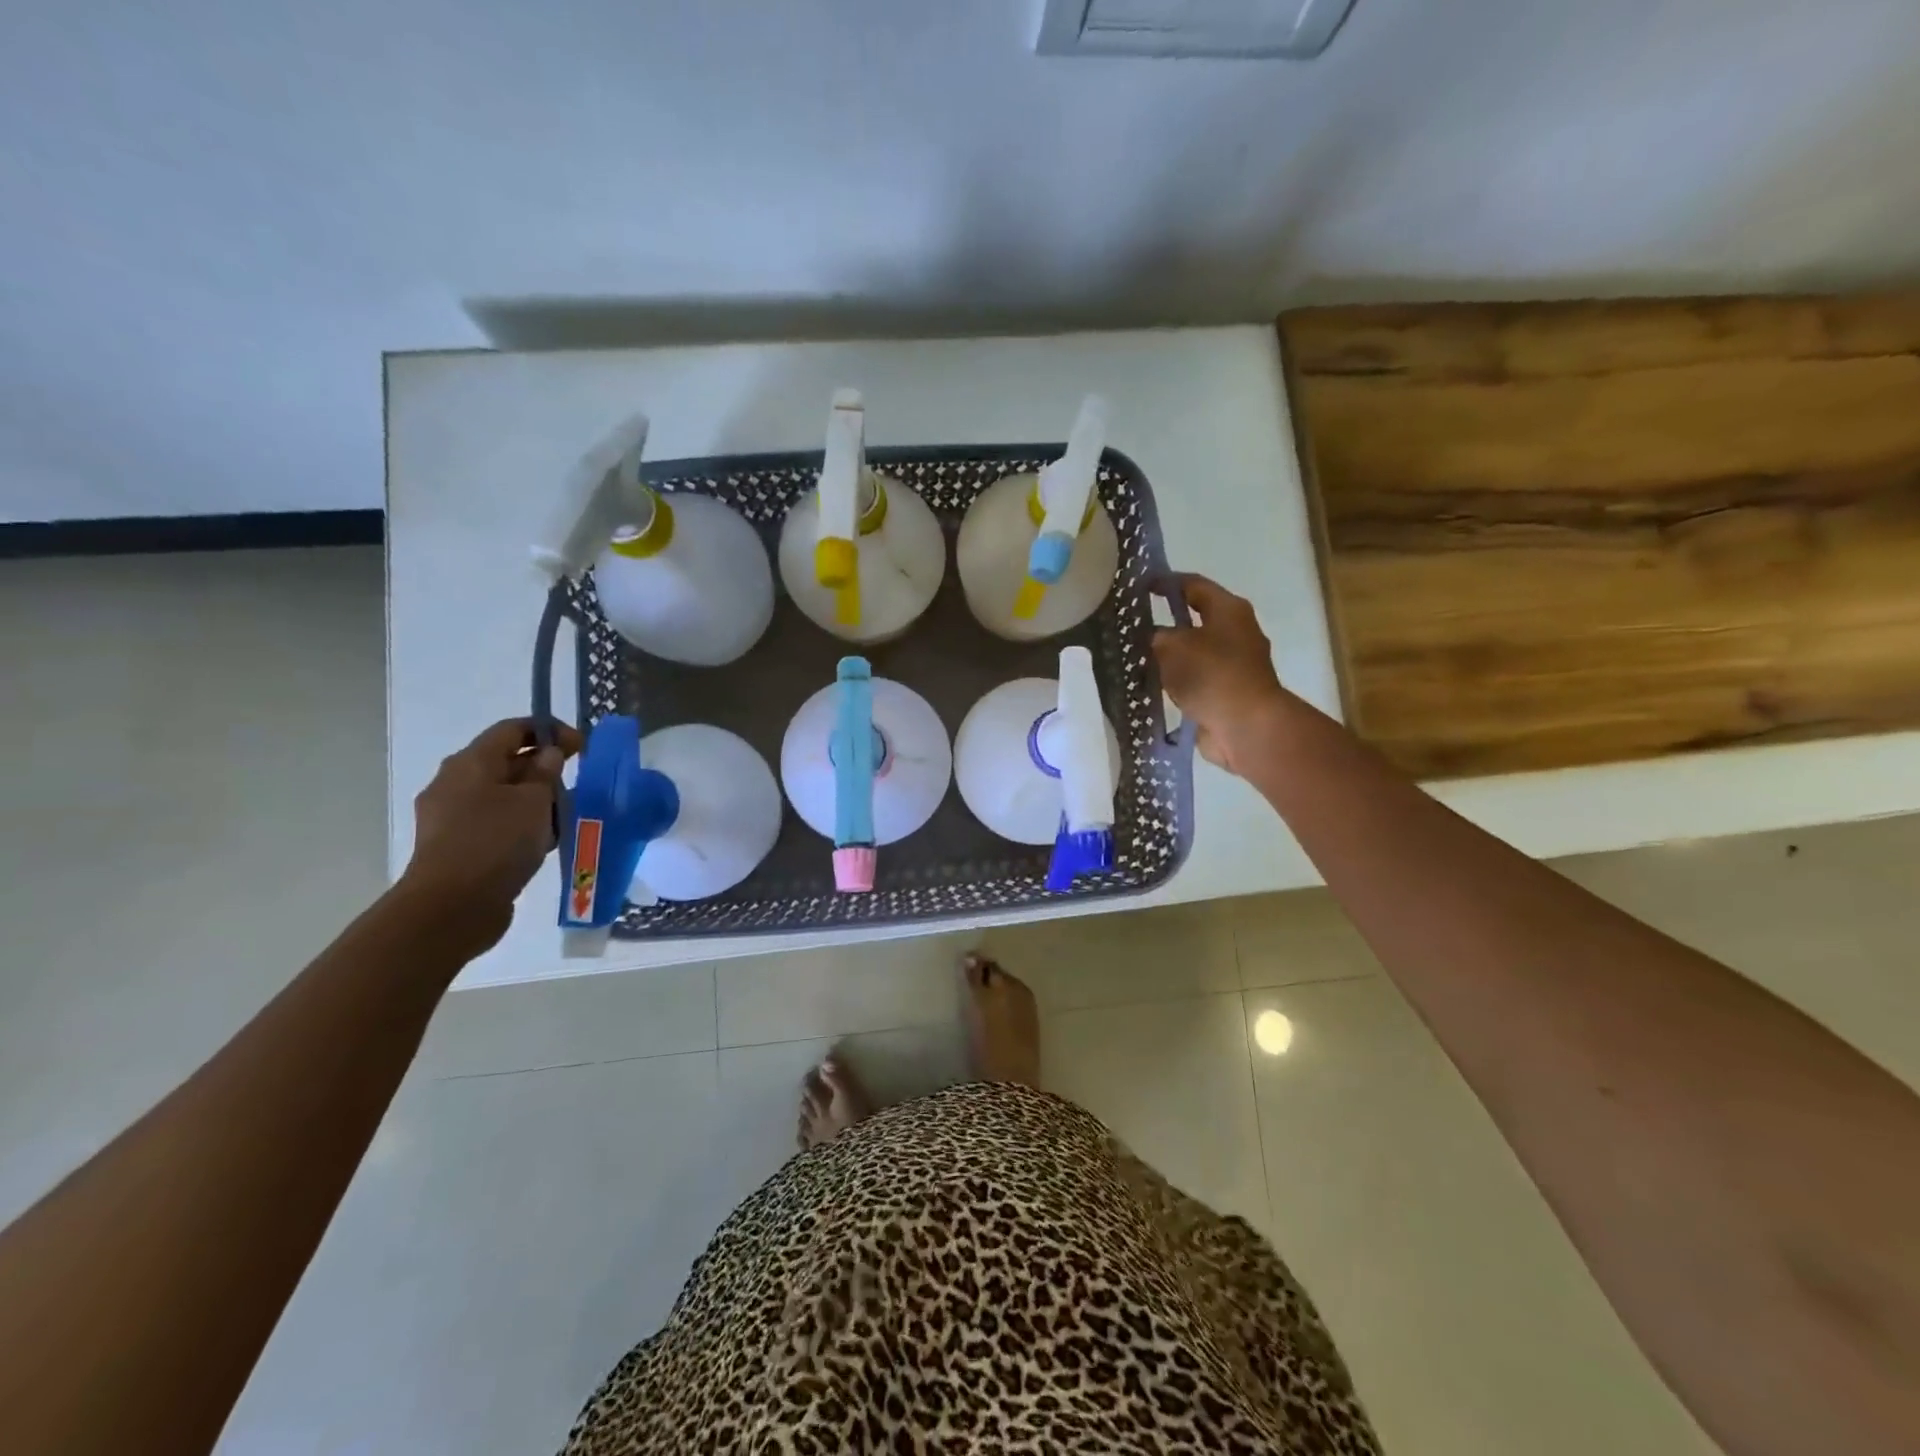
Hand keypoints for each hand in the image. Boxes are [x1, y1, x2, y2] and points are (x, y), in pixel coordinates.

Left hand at [400, 718, 582, 948]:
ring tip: (564, 817)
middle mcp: (454, 782)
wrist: (451, 907)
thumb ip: (546, 772)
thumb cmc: (496, 842)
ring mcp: (451, 816)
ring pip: (501, 794)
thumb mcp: (535, 801)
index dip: (550, 731)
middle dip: (543, 768)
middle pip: (505, 761)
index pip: (512, 729)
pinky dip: (520, 824)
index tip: (581, 746)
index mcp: (471, 763)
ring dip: (534, 800)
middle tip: (575, 784)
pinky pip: (494, 822)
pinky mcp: (455, 845)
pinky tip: (542, 842)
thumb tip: (548, 754)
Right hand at [1153, 575, 1291, 777]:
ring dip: (1169, 655)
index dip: (1164, 583)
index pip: (1192, 585)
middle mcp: (1235, 632)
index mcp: (1228, 610)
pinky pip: (1195, 679)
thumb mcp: (1173, 646)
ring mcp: (1234, 665)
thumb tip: (1154, 637)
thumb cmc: (1212, 674)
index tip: (1138, 586)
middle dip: (1165, 621)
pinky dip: (1176, 681)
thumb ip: (1157, 635)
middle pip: (1195, 619)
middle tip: (1132, 625)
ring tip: (1135, 658)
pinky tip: (1151, 685)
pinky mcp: (1227, 693)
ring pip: (1193, 652)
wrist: (1245, 726)